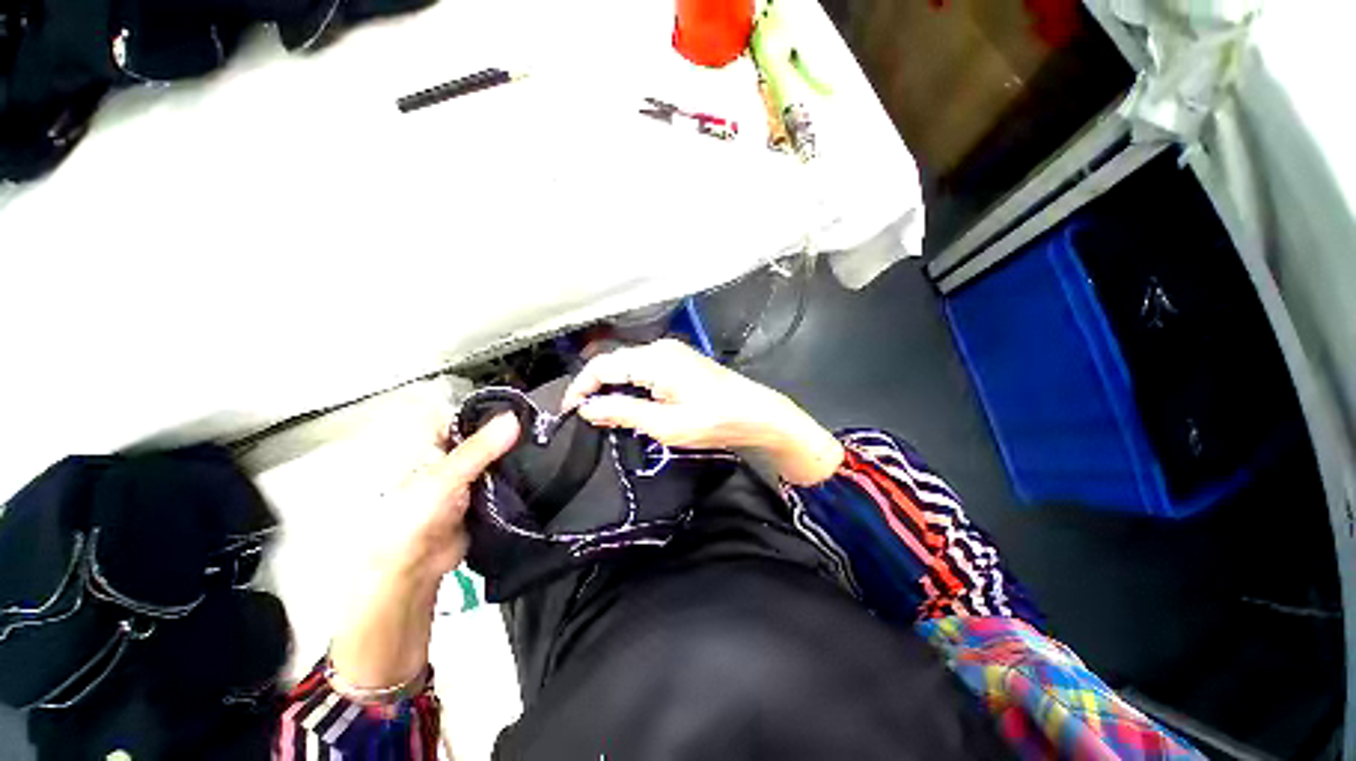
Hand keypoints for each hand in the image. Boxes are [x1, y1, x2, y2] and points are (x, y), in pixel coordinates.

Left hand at [330, 412, 517, 692]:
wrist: (415, 569)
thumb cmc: (414, 515)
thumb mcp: (446, 475)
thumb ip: (480, 447)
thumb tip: (515, 417)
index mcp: (431, 442)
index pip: (464, 416)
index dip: (491, 412)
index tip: (523, 410)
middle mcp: (450, 455)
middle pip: (484, 436)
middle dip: (509, 434)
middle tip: (540, 428)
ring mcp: (467, 477)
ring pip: (497, 457)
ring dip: (516, 454)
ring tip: (544, 445)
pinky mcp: (482, 496)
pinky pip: (503, 478)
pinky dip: (518, 475)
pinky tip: (538, 469)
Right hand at [561, 339, 843, 485]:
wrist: (756, 413)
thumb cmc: (712, 421)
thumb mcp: (664, 424)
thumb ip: (623, 412)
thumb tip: (588, 408)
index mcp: (653, 359)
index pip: (603, 366)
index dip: (580, 387)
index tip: (568, 411)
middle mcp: (659, 348)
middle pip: (614, 362)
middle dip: (595, 387)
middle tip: (585, 416)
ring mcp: (672, 352)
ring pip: (629, 365)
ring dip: (613, 386)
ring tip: (604, 413)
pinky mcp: (680, 360)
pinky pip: (644, 368)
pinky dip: (631, 384)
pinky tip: (630, 403)